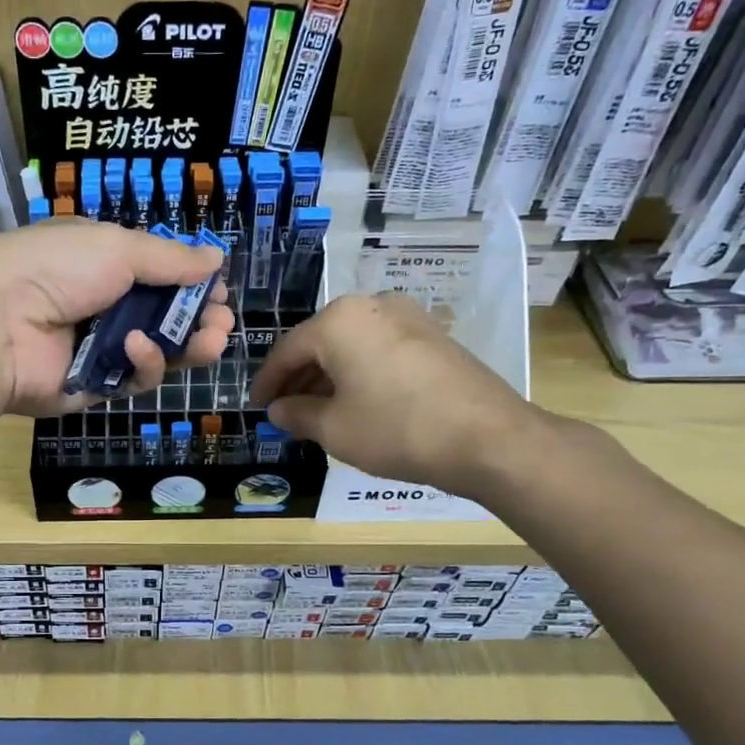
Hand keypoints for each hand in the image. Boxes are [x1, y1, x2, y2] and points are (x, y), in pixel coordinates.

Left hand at [0, 218, 232, 417]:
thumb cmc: (56, 270)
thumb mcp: (117, 248)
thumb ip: (170, 258)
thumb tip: (216, 258)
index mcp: (102, 263)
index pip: (158, 275)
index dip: (191, 283)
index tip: (218, 289)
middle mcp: (103, 305)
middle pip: (165, 317)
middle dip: (199, 319)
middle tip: (222, 322)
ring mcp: (99, 348)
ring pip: (158, 352)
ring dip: (187, 345)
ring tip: (209, 340)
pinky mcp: (96, 386)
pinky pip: (134, 378)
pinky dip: (143, 364)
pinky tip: (137, 348)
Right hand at [248, 293, 544, 495]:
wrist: (488, 438)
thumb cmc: (396, 429)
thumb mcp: (334, 429)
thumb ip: (297, 414)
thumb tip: (279, 410)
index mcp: (339, 320)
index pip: (287, 350)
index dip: (268, 382)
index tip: (257, 406)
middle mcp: (372, 305)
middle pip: (320, 342)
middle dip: (299, 378)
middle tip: (285, 411)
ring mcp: (408, 316)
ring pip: (351, 345)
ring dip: (329, 376)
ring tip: (318, 412)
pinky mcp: (433, 335)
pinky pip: (379, 348)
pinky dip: (360, 372)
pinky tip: (357, 402)